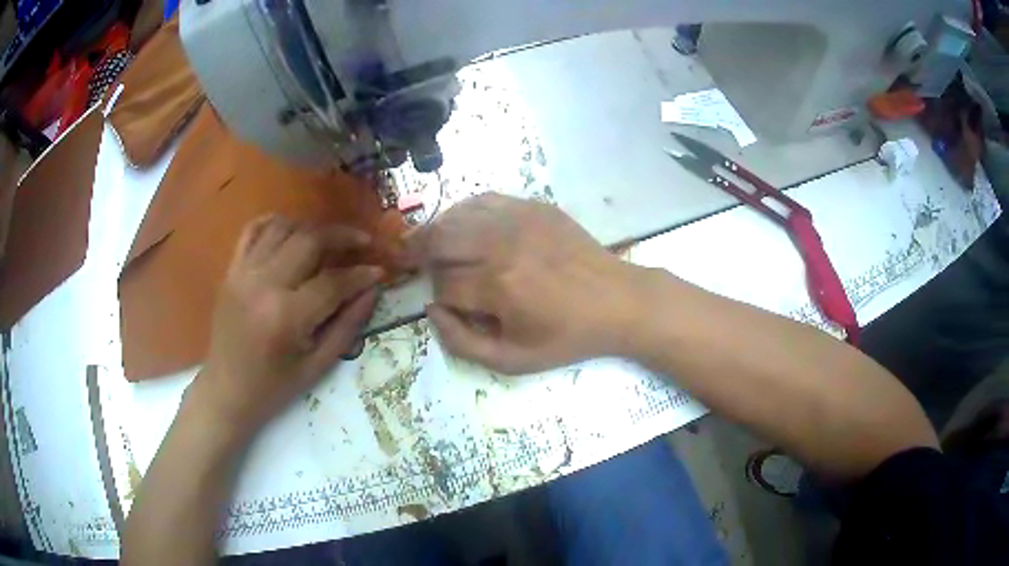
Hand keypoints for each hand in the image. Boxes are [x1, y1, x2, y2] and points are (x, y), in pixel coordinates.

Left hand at [192, 215, 382, 436]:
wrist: (226, 391)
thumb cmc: (274, 387)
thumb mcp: (318, 366)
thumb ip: (348, 325)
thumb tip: (373, 289)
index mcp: (286, 317)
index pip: (334, 281)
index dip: (361, 274)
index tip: (379, 271)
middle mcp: (263, 285)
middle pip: (309, 240)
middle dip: (342, 236)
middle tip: (363, 241)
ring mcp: (243, 273)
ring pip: (283, 228)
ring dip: (311, 229)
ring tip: (328, 241)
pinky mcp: (231, 270)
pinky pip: (253, 230)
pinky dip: (275, 223)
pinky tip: (292, 233)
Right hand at [410, 193, 644, 374]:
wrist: (617, 301)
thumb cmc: (566, 336)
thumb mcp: (514, 360)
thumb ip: (462, 342)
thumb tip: (431, 309)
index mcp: (498, 287)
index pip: (443, 285)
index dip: (437, 296)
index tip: (446, 304)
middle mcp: (502, 245)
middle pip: (439, 238)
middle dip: (417, 250)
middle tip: (408, 257)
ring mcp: (519, 220)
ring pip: (456, 215)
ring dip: (437, 230)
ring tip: (429, 241)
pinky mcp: (533, 207)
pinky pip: (484, 200)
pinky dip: (464, 211)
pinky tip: (463, 223)